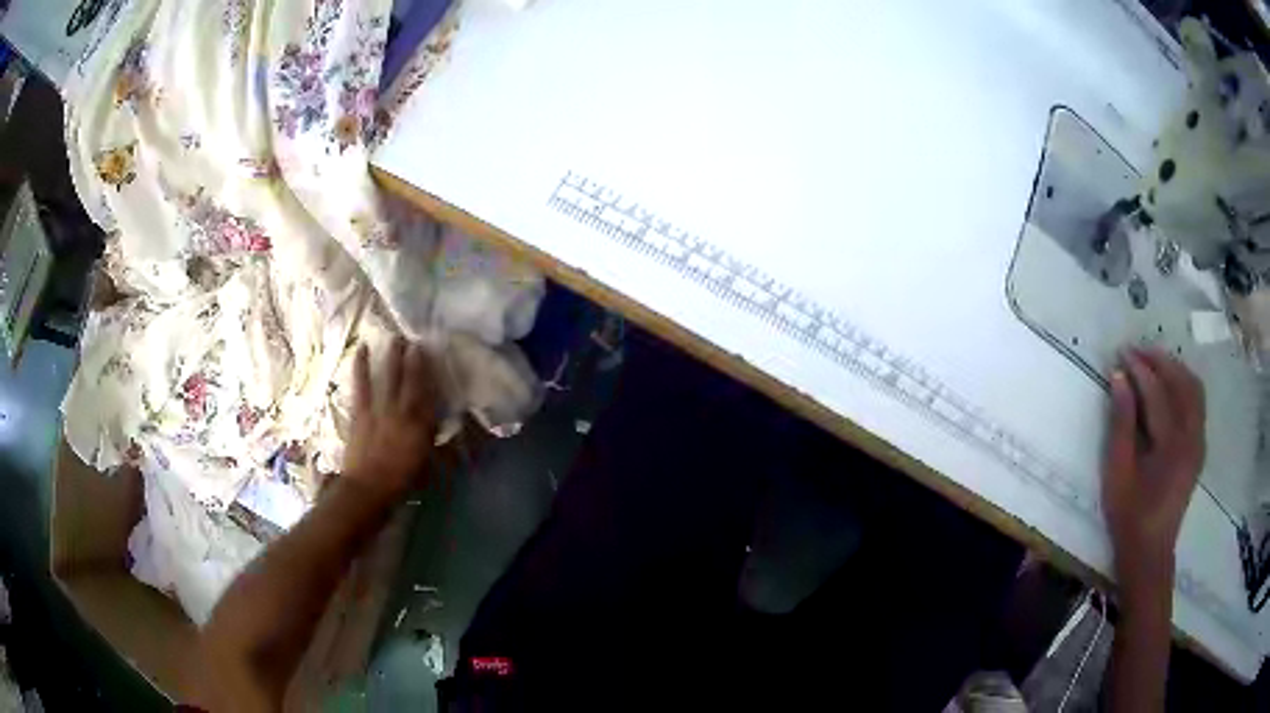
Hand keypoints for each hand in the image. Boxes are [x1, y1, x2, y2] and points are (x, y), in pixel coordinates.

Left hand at [342, 337, 439, 499]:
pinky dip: (361, 366)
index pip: (430, 394)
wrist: (368, 489)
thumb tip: (438, 422)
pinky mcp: (360, 411)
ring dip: (392, 357)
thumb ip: (432, 440)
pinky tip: (361, 350)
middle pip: (411, 380)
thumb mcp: (426, 464)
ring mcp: (380, 409)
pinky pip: (361, 384)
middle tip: (415, 339)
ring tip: (395, 338)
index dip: (432, 374)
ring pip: (389, 377)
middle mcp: (403, 412)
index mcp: (422, 426)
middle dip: (414, 359)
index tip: (434, 356)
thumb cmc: (401, 481)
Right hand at [1103, 348, 1205, 599]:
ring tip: (1153, 363)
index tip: (1120, 353)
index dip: (1139, 368)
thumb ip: (1121, 422)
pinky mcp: (1199, 447)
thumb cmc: (1129, 516)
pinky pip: (1197, 403)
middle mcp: (1192, 436)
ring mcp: (1199, 441)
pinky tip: (1170, 386)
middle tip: (1136, 351)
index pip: (1157, 392)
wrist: (1150, 552)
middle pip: (1181, 382)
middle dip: (1159, 361)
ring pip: (1193, 388)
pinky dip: (1185, 385)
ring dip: (1175, 369)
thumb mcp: (1118, 472)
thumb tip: (1119, 377)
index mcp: (1172, 445)